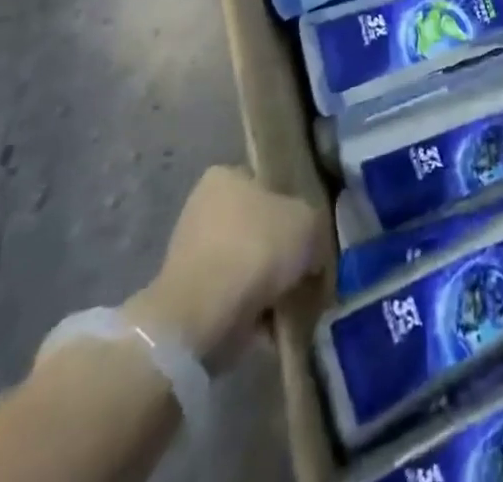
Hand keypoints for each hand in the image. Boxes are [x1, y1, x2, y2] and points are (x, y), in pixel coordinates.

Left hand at [124, 166, 323, 373]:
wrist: (201, 319)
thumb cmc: (255, 249)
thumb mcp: (307, 222)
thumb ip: (315, 228)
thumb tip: (313, 253)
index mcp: (225, 176)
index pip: (268, 185)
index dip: (294, 209)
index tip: (310, 236)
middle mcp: (203, 208)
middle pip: (258, 228)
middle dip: (281, 252)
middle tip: (306, 273)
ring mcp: (191, 255)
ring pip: (247, 266)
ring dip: (268, 286)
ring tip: (292, 305)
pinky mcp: (187, 299)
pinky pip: (233, 299)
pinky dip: (252, 313)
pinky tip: (273, 326)